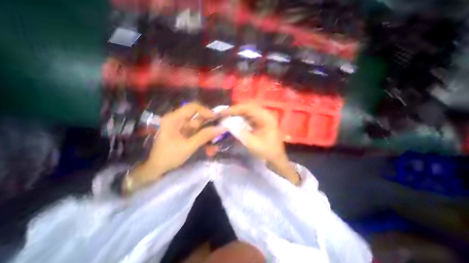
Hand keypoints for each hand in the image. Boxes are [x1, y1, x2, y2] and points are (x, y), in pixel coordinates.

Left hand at [131, 103, 226, 188]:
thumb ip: (205, 136)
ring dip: (209, 134)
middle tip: (222, 128)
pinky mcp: (186, 134)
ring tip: (215, 146)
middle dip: (211, 123)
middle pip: (198, 116)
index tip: (216, 118)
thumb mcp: (188, 146)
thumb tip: (222, 128)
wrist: (157, 169)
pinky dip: (205, 140)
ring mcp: (183, 127)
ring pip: (200, 126)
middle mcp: (179, 120)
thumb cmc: (169, 156)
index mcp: (174, 119)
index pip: (193, 107)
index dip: (206, 111)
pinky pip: (198, 133)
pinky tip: (210, 149)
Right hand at [222, 103, 297, 184]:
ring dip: (236, 113)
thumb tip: (228, 123)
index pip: (248, 108)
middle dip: (235, 110)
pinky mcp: (260, 121)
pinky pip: (248, 116)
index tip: (223, 112)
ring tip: (226, 116)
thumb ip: (240, 133)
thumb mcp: (253, 144)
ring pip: (247, 111)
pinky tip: (233, 120)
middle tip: (223, 113)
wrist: (276, 157)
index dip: (235, 109)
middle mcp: (265, 114)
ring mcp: (263, 117)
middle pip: (247, 107)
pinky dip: (240, 117)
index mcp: (266, 118)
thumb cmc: (267, 151)